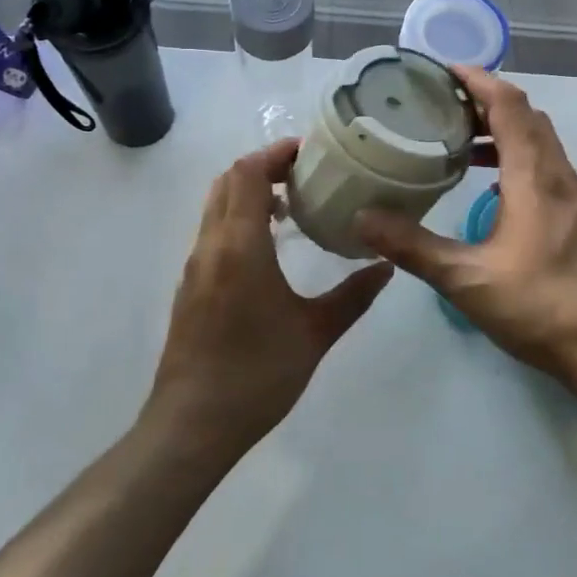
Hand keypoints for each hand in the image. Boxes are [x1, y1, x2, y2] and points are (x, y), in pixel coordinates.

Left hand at [143, 139, 392, 463]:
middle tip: (305, 176)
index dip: (275, 153)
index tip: (309, 151)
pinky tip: (270, 249)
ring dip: (249, 194)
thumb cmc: (257, 374)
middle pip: (227, 182)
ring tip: (292, 208)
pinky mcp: (190, 288)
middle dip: (263, 168)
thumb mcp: (315, 333)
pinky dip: (238, 220)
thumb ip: (353, 296)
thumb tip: (386, 266)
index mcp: (240, 246)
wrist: (192, 425)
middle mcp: (210, 247)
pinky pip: (213, 233)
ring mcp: (195, 268)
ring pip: (216, 208)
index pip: (247, 174)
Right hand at [355, 68, 576, 399]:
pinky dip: (516, 158)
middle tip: (442, 105)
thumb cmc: (545, 307)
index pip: (508, 104)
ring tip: (460, 142)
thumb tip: (362, 218)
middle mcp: (558, 175)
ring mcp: (574, 197)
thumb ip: (415, 247)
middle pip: (526, 115)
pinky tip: (492, 189)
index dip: (477, 80)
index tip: (442, 70)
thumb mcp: (469, 281)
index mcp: (534, 176)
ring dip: (503, 130)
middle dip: (485, 100)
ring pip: (539, 142)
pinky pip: (545, 167)